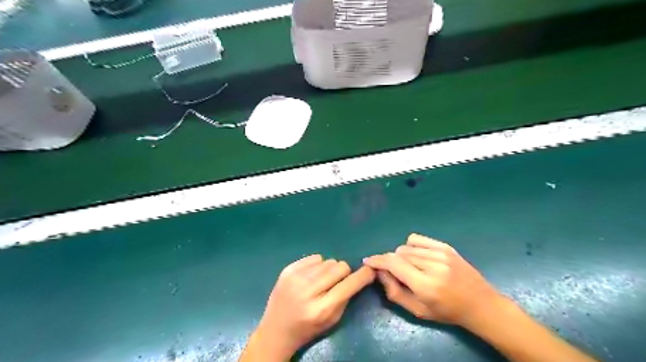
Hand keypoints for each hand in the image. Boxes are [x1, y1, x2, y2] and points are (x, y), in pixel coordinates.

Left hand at [251, 256, 373, 356]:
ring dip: (330, 269)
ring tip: (321, 281)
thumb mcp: (332, 320)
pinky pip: (314, 257)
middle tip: (338, 281)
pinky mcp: (287, 270)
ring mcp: (295, 278)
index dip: (363, 275)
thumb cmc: (308, 328)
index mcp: (322, 308)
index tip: (370, 270)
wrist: (276, 330)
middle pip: (339, 267)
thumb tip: (360, 274)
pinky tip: (310, 276)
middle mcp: (308, 291)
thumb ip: (346, 297)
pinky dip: (317, 265)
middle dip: (344, 273)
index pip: (349, 284)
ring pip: (327, 261)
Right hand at [363, 233, 498, 325]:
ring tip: (410, 268)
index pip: (393, 264)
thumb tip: (379, 272)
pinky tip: (417, 257)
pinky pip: (416, 239)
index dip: (377, 261)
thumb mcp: (417, 310)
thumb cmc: (447, 312)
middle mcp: (433, 265)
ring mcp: (440, 253)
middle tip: (394, 273)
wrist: (480, 304)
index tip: (367, 261)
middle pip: (398, 254)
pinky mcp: (445, 246)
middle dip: (390, 262)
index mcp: (426, 285)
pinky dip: (410, 246)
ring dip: (401, 256)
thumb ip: (394, 292)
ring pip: (406, 247)